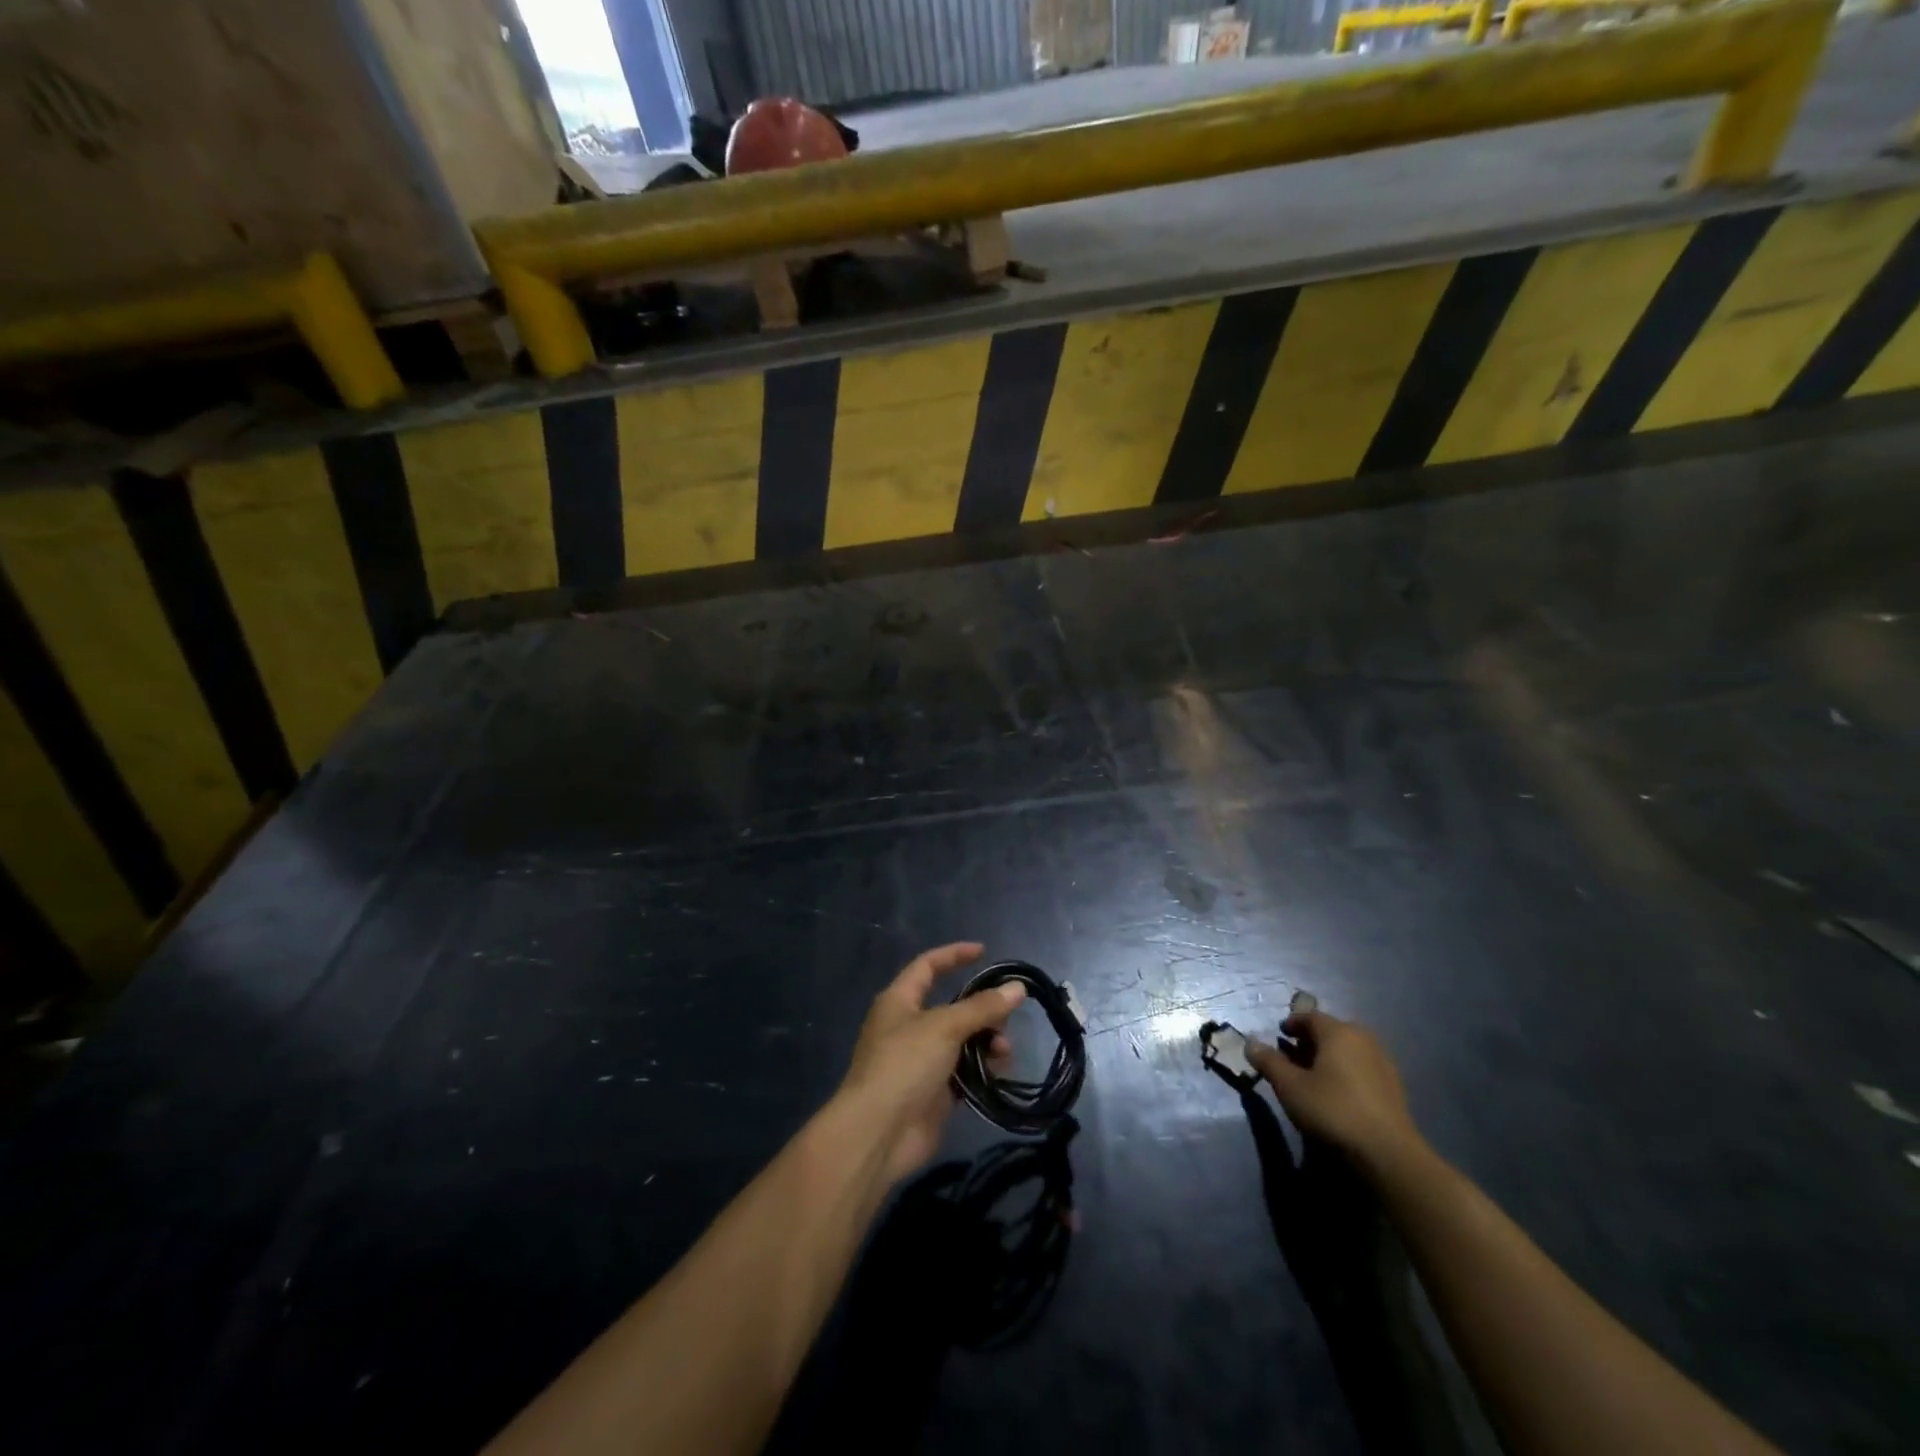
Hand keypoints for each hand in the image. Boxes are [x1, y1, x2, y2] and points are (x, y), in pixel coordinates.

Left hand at [836, 943, 1024, 1184]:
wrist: (879, 1133)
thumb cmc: (904, 1064)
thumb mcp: (945, 1027)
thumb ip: (982, 1007)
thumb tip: (1018, 987)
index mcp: (899, 1001)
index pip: (928, 966)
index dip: (954, 955)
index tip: (984, 952)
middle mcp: (908, 1026)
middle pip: (952, 1007)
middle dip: (982, 1009)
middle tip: (1007, 1018)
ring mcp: (921, 1061)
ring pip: (962, 1040)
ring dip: (986, 1041)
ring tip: (1003, 1052)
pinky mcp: (933, 1092)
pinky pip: (964, 1071)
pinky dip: (982, 1068)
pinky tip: (999, 1072)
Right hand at [1247, 1010, 1420, 1169]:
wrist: (1388, 1154)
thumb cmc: (1333, 1110)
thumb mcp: (1290, 1086)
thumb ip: (1269, 1061)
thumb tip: (1250, 1043)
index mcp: (1338, 1032)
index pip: (1309, 1016)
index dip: (1291, 1024)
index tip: (1279, 1035)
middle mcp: (1363, 1039)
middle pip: (1331, 1031)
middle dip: (1310, 1040)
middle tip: (1293, 1056)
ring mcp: (1383, 1062)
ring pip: (1348, 1049)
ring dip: (1329, 1056)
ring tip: (1314, 1076)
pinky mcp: (1394, 1086)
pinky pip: (1362, 1066)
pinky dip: (1346, 1070)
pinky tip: (1339, 1092)